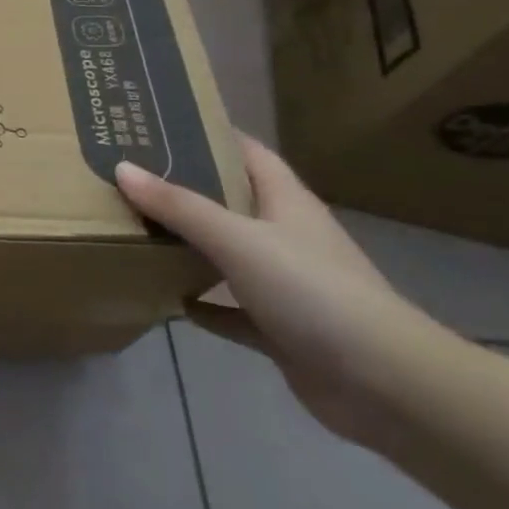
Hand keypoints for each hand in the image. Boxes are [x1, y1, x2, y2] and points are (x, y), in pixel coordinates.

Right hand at [117, 136, 451, 443]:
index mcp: (286, 202)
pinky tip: (169, 300)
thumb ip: (179, 206)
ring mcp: (286, 284)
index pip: (246, 152)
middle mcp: (286, 236)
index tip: (158, 123)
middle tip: (129, 173)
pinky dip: (203, 303)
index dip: (208, 133)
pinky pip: (231, 308)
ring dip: (189, 245)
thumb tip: (122, 168)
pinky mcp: (281, 329)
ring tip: (135, 228)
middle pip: (230, 200)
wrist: (387, 385)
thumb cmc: (313, 292)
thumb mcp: (238, 240)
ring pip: (227, 254)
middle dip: (185, 187)